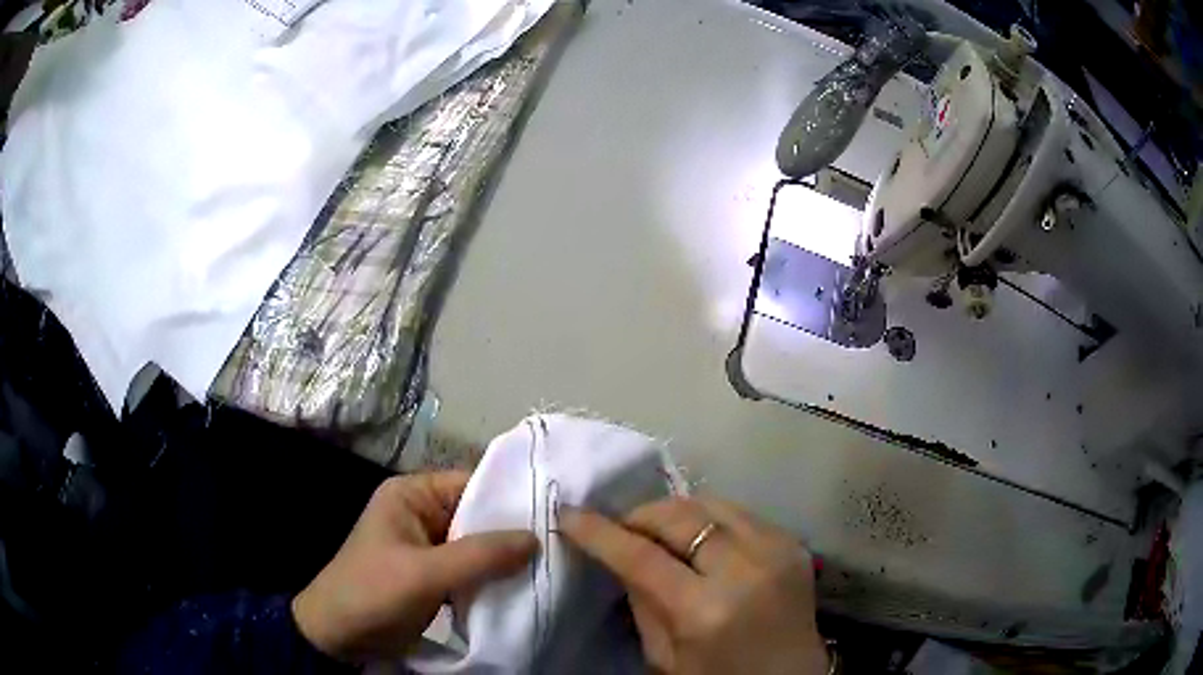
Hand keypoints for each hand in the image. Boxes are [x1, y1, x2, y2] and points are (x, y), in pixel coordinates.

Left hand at [293, 472, 537, 662]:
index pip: (472, 484)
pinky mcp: (433, 576)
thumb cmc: (371, 593)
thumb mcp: (424, 574)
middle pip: (478, 517)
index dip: (512, 497)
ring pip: (478, 546)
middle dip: (513, 534)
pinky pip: (471, 571)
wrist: (338, 637)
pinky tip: (524, 589)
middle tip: (561, 545)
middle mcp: (422, 514)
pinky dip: (492, 580)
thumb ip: (479, 556)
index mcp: (411, 495)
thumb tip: (537, 537)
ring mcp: (428, 547)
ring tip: (551, 567)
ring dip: (505, 560)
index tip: (557, 514)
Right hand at [561, 497, 827, 674]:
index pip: (641, 557)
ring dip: (677, 513)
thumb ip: (641, 601)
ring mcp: (778, 550)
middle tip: (622, 528)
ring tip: (659, 532)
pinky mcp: (794, 543)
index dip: (599, 532)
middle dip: (641, 514)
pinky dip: (711, 520)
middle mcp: (746, 569)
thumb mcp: (664, 656)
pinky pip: (741, 514)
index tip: (570, 513)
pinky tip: (701, 540)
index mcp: (706, 611)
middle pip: (681, 516)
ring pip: (712, 503)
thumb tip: (618, 554)